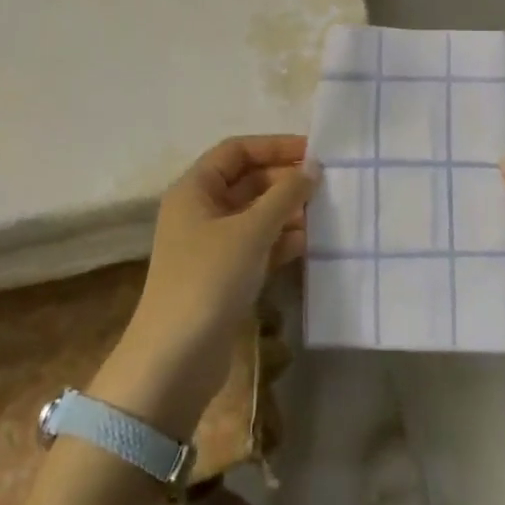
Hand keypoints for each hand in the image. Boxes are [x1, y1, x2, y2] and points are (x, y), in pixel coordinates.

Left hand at [97, 136, 318, 434]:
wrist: (176, 358)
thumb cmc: (209, 279)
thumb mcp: (251, 230)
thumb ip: (285, 195)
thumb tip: (312, 168)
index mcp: (195, 190)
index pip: (237, 150)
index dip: (275, 146)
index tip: (315, 151)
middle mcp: (201, 211)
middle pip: (248, 181)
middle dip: (286, 181)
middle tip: (328, 184)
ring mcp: (212, 245)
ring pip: (256, 214)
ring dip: (288, 212)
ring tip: (326, 213)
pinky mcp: (224, 275)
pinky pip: (258, 245)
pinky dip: (281, 241)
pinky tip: (309, 244)